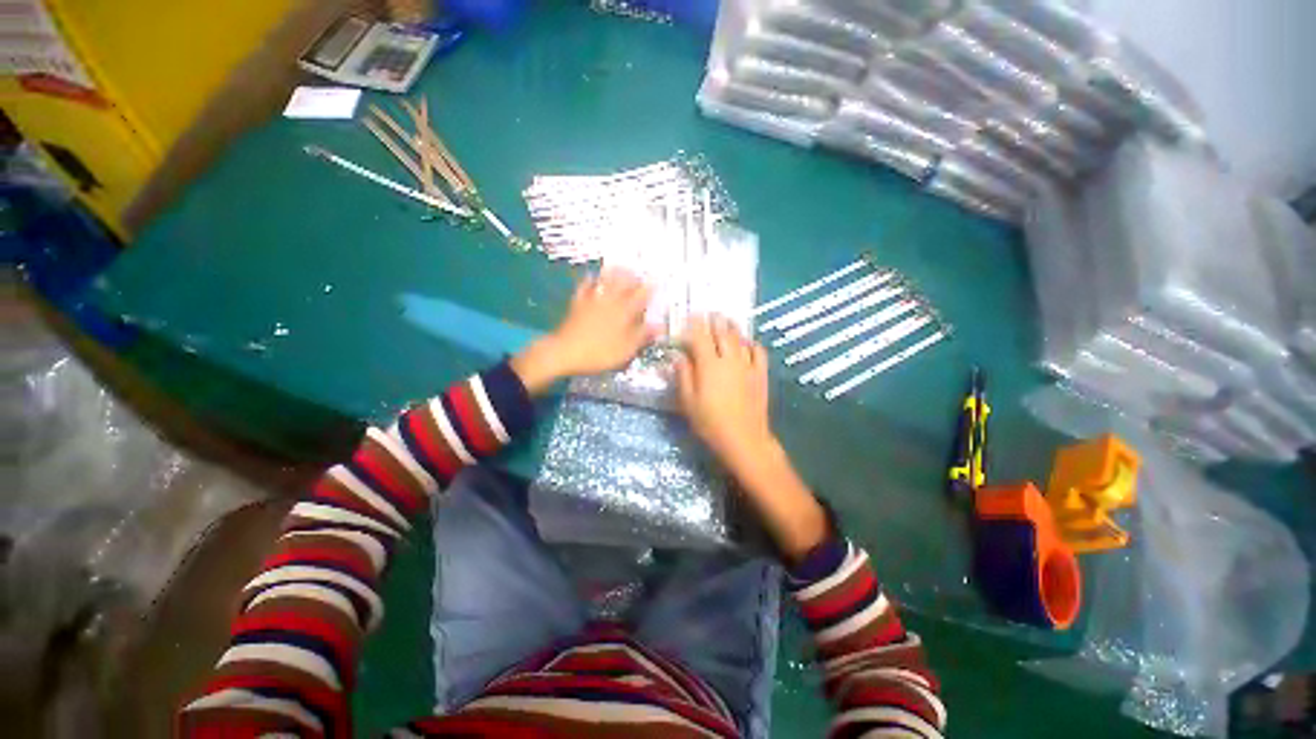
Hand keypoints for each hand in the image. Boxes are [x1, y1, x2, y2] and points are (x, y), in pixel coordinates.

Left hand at [512, 270, 654, 393]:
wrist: (566, 352)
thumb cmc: (600, 353)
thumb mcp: (626, 349)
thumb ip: (643, 336)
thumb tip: (659, 326)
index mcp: (624, 312)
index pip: (641, 296)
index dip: (650, 289)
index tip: (656, 281)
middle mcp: (610, 302)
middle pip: (623, 285)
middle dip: (633, 277)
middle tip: (639, 272)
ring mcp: (593, 301)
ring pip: (605, 282)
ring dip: (614, 273)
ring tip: (620, 266)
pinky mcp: (578, 304)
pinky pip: (585, 288)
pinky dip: (589, 280)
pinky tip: (590, 276)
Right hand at [677, 315, 827, 561]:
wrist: (744, 439)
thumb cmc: (710, 423)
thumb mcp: (688, 402)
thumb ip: (683, 375)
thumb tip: (679, 356)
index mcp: (709, 365)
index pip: (700, 337)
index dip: (695, 325)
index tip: (690, 317)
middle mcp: (729, 359)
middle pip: (722, 333)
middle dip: (715, 321)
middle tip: (710, 313)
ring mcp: (748, 365)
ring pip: (740, 339)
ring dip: (732, 327)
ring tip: (727, 320)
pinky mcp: (761, 374)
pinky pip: (759, 352)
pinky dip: (752, 344)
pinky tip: (748, 343)